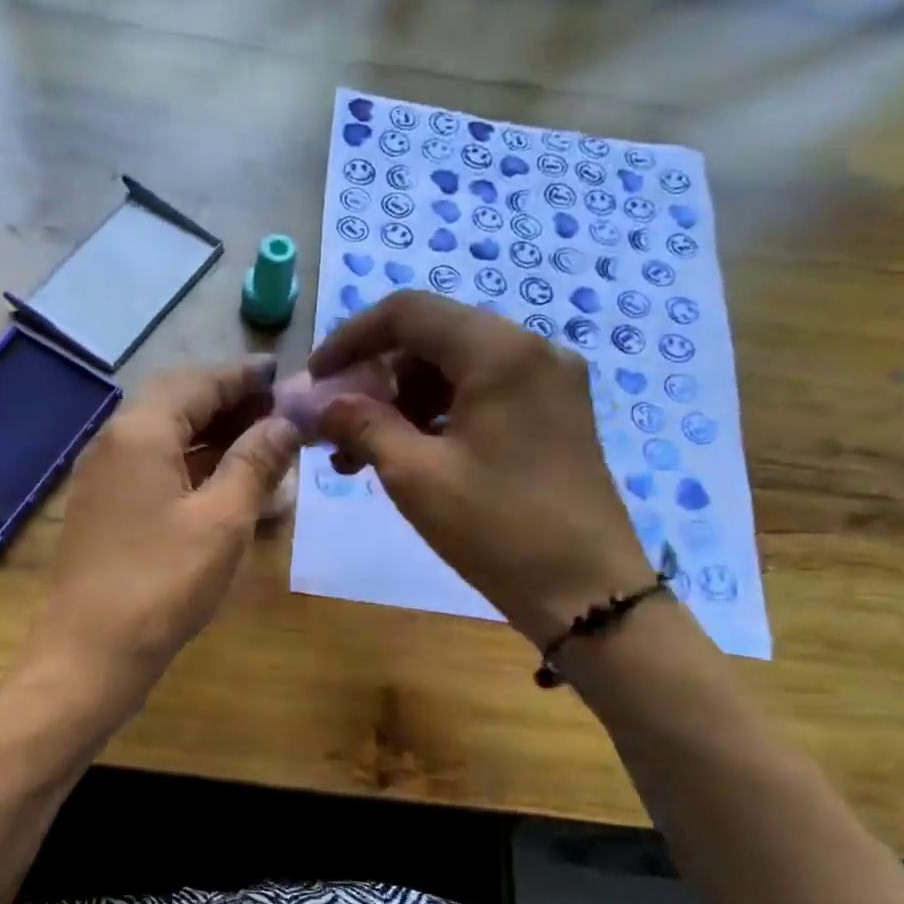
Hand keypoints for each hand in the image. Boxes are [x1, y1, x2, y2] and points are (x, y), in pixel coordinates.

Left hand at [25, 357, 299, 704]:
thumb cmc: (162, 584)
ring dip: (213, 439)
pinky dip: (192, 470)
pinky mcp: (104, 511)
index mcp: (139, 432)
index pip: (198, 382)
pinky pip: (154, 471)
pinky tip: (226, 488)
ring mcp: (103, 479)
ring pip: (166, 439)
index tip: (284, 374)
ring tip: (263, 449)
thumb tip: (285, 423)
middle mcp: (114, 443)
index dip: (244, 377)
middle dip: (230, 405)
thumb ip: (255, 463)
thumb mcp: (222, 521)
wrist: (89, 654)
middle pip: (178, 405)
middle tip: (279, 415)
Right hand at [309, 291, 650, 645]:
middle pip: (432, 338)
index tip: (315, 380)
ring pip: (455, 369)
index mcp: (499, 352)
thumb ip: (363, 426)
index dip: (350, 339)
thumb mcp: (415, 476)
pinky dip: (437, 416)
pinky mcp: (554, 415)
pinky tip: (407, 456)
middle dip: (375, 377)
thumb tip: (325, 405)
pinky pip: (482, 395)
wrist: (587, 591)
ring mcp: (548, 383)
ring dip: (402, 402)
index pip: (408, 313)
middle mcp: (530, 350)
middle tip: (337, 424)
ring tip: (361, 455)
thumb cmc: (497, 528)